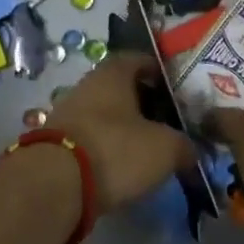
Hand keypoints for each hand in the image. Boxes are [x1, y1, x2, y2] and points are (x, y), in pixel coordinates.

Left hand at [44, 53, 197, 214]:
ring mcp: (66, 115)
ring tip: (146, 149)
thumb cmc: (116, 150)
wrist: (55, 185)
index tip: (175, 87)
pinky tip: (120, 167)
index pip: (138, 59)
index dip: (158, 71)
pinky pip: (89, 139)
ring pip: (103, 115)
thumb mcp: (165, 148)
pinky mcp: (55, 144)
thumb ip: (183, 145)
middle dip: (142, 103)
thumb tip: (189, 151)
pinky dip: (105, 149)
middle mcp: (86, 86)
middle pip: (119, 88)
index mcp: (113, 74)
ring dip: (123, 128)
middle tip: (166, 122)